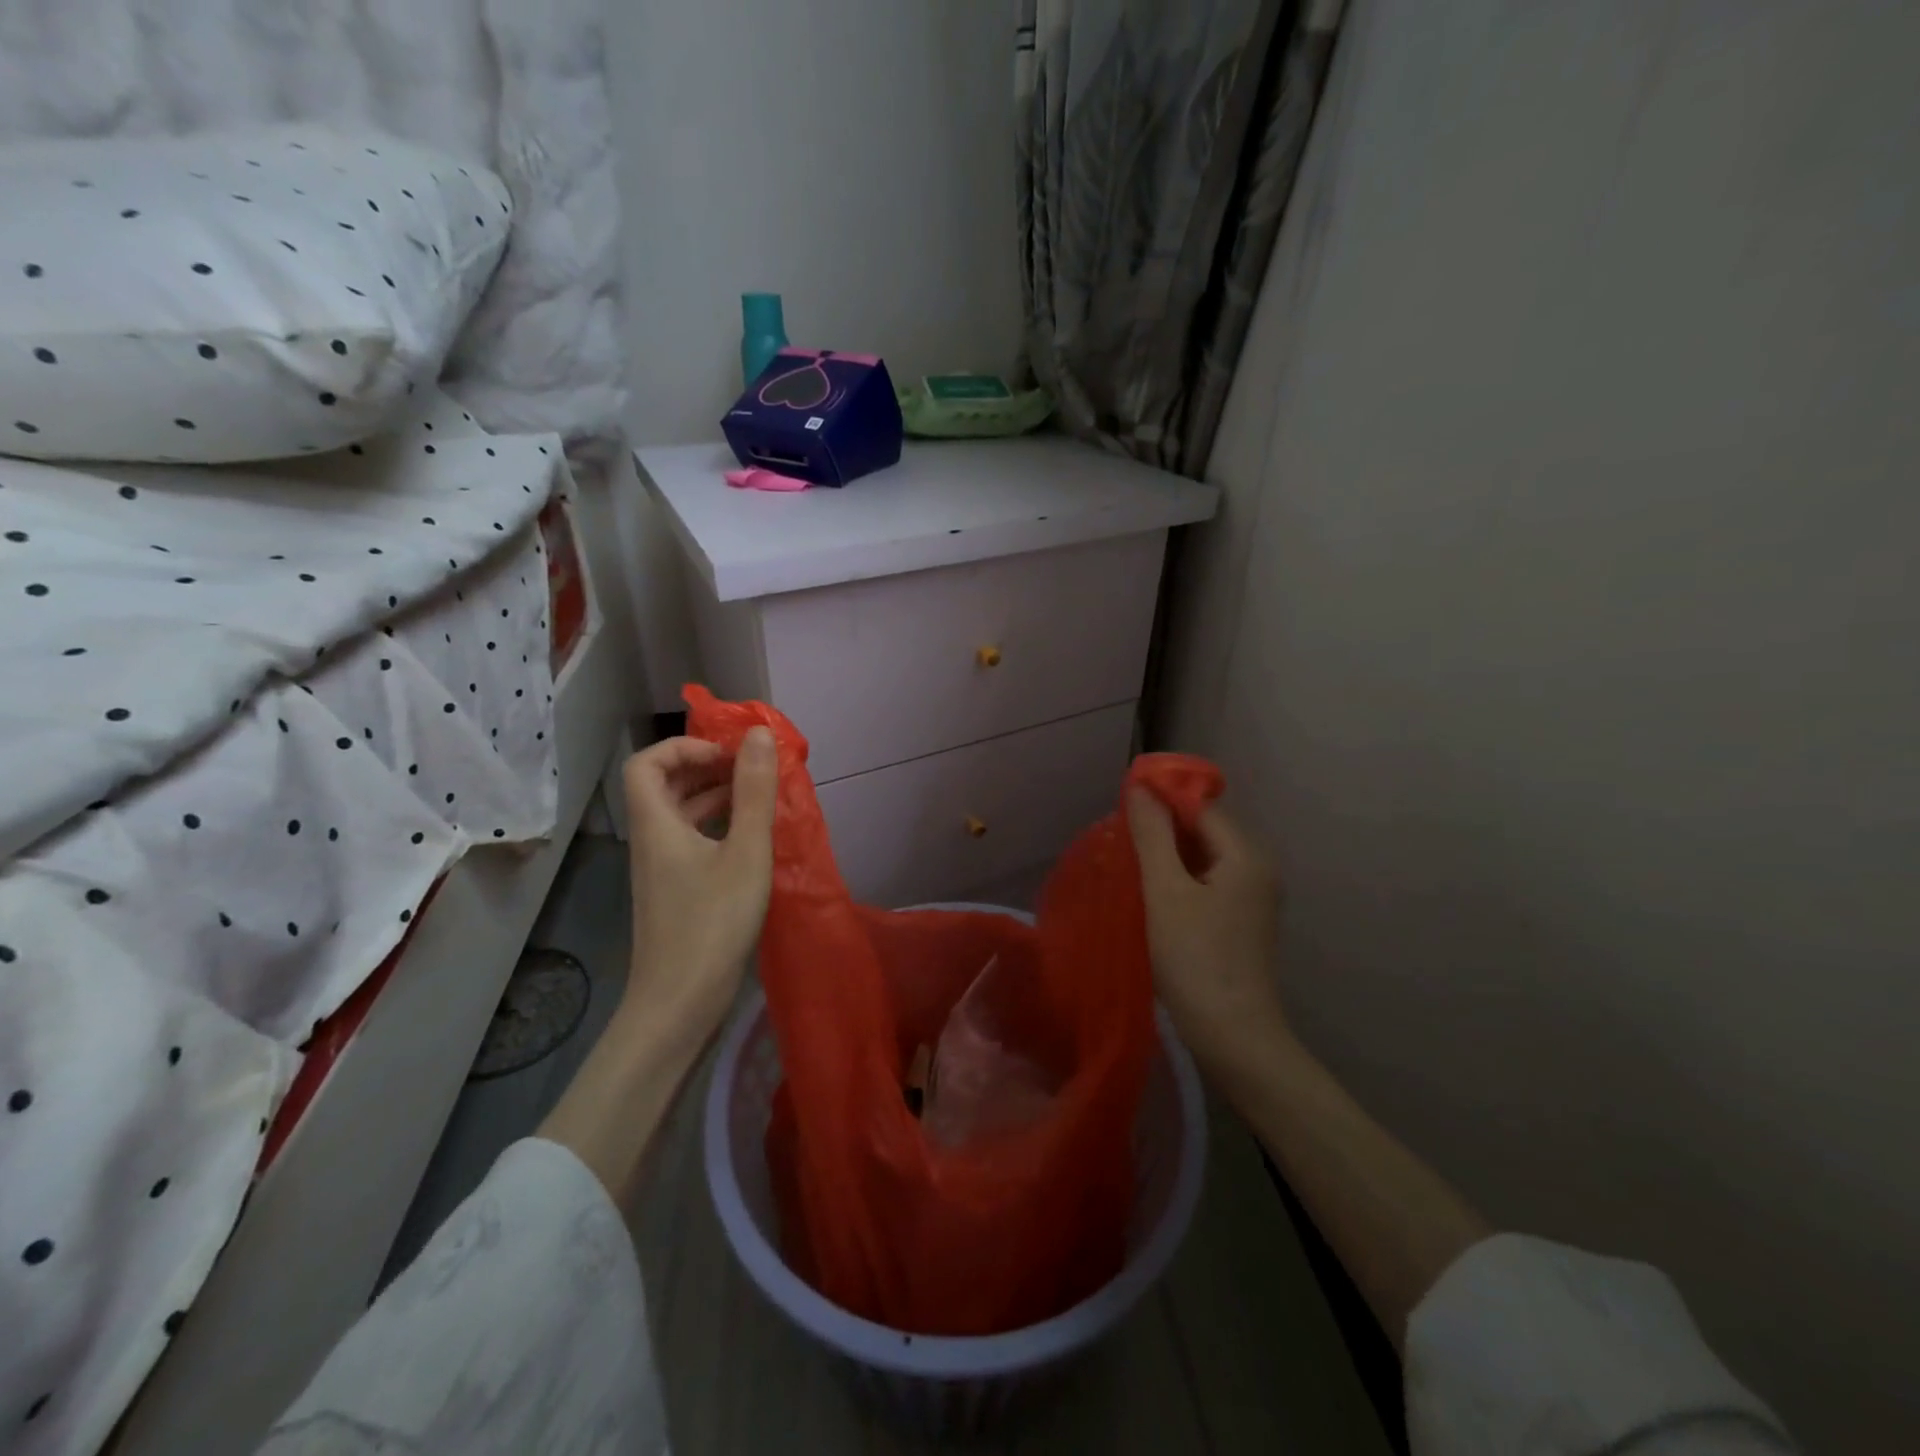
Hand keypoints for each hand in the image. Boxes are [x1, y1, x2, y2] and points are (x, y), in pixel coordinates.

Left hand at [621, 728, 777, 1044]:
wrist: (679, 1003)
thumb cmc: (713, 923)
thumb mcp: (745, 852)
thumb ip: (754, 792)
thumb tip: (760, 735)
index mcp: (656, 824)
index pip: (648, 763)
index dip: (685, 748)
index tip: (728, 755)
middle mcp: (651, 840)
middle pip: (664, 785)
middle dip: (706, 768)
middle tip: (752, 770)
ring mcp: (661, 868)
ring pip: (680, 814)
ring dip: (715, 796)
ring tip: (759, 797)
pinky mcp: (675, 891)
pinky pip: (691, 840)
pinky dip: (718, 826)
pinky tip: (751, 838)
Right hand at [1127, 791, 1289, 1076]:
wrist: (1233, 1037)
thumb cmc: (1196, 959)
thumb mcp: (1165, 891)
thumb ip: (1152, 835)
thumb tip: (1140, 787)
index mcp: (1246, 854)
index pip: (1200, 805)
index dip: (1161, 799)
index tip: (1120, 805)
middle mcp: (1258, 868)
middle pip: (1204, 828)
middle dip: (1162, 826)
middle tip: (1119, 836)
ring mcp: (1254, 896)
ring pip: (1204, 857)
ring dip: (1168, 854)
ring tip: (1129, 861)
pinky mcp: (1243, 921)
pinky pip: (1208, 881)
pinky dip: (1180, 878)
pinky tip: (1152, 891)